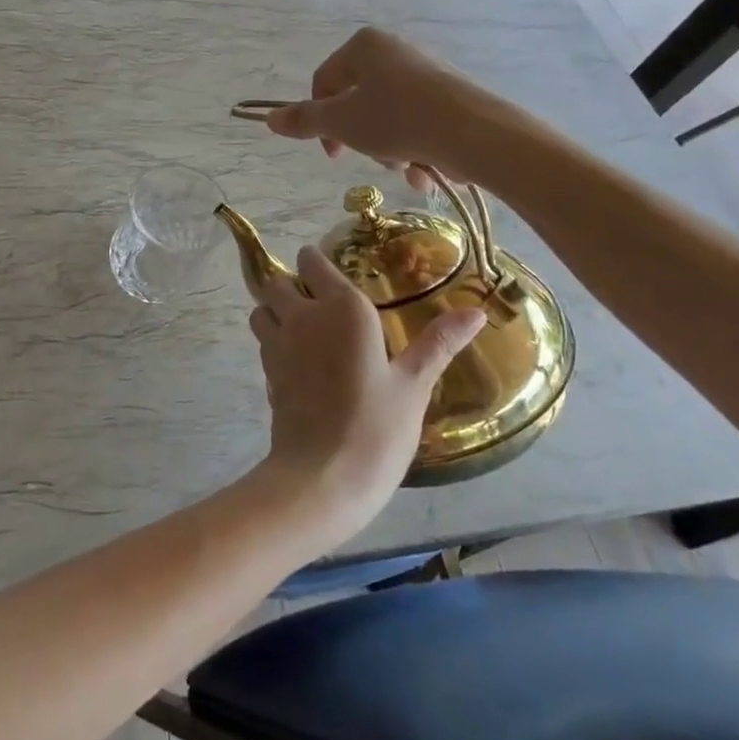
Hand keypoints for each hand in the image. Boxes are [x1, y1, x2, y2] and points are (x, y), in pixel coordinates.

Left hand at [250, 247, 485, 543]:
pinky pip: (263, 340)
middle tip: (320, 303)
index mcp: (342, 307)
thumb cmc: (376, 427)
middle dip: (292, 284)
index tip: (334, 274)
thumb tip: (476, 312)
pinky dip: (274, 341)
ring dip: (275, 310)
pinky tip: (299, 363)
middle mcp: (303, 315)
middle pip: (278, 280)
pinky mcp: (266, 372)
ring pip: (262, 308)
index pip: (312, 261)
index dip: (317, 262)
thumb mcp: (414, 384)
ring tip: (305, 329)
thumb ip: (439, 342)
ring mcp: (279, 343)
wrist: (322, 478)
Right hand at [264, 28, 484, 181]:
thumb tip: (269, 118)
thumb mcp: (341, 122)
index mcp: (364, 45)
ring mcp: (426, 71)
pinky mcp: (451, 95)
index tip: (333, 154)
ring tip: (406, 166)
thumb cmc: (398, 119)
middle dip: (362, 139)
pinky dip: (417, 148)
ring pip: (388, 117)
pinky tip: (426, 170)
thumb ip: (304, 120)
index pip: (324, 82)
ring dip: (390, 149)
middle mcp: (395, 50)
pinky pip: (418, 122)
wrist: (476, 133)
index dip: (320, 122)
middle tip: (374, 157)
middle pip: (357, 102)